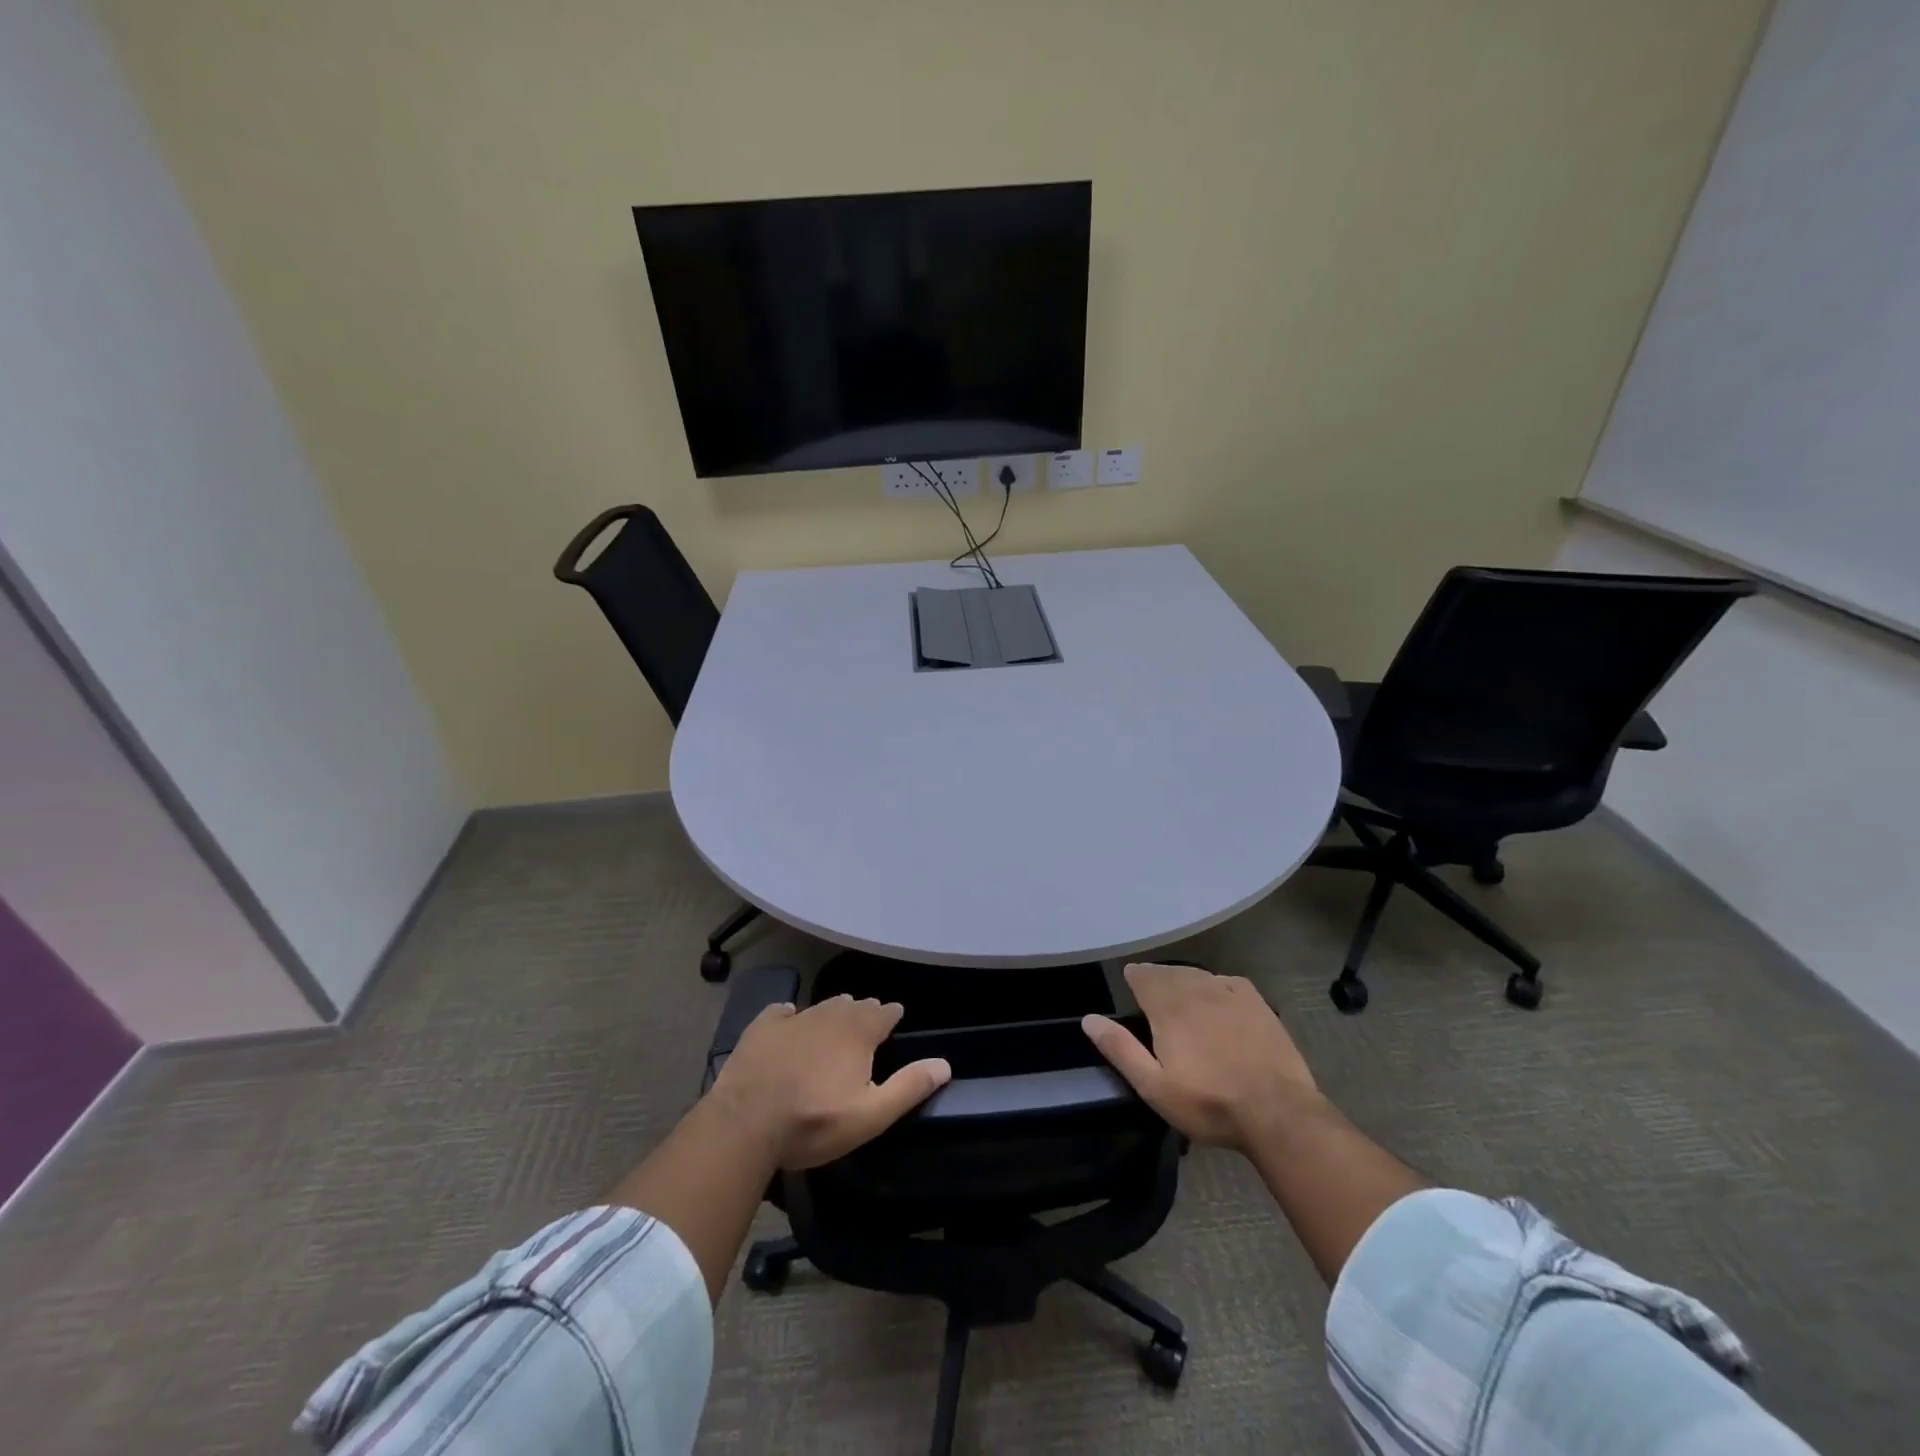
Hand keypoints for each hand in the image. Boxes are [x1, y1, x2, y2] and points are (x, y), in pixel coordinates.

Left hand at [708, 995, 951, 1169]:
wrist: (746, 1123)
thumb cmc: (814, 1122)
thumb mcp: (870, 1115)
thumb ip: (909, 1087)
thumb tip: (944, 1064)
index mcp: (858, 1033)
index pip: (884, 1013)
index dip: (892, 1014)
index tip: (896, 1016)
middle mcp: (829, 1015)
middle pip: (853, 1006)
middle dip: (864, 1011)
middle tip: (869, 1018)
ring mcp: (793, 1019)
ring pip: (821, 1006)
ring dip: (833, 1011)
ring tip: (838, 1015)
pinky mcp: (761, 1027)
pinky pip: (782, 1012)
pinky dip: (790, 1015)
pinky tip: (788, 1019)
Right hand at [1082, 964, 1320, 1150]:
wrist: (1277, 1112)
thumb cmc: (1208, 1103)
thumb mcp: (1154, 1086)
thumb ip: (1120, 1049)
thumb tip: (1089, 1019)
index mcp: (1168, 1007)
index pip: (1144, 976)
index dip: (1135, 977)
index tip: (1130, 982)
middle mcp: (1196, 990)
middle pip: (1170, 972)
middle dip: (1158, 978)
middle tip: (1152, 991)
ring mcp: (1229, 994)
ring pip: (1198, 975)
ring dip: (1184, 979)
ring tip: (1180, 992)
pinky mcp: (1257, 1004)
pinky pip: (1228, 982)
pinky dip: (1216, 984)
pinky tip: (1217, 996)